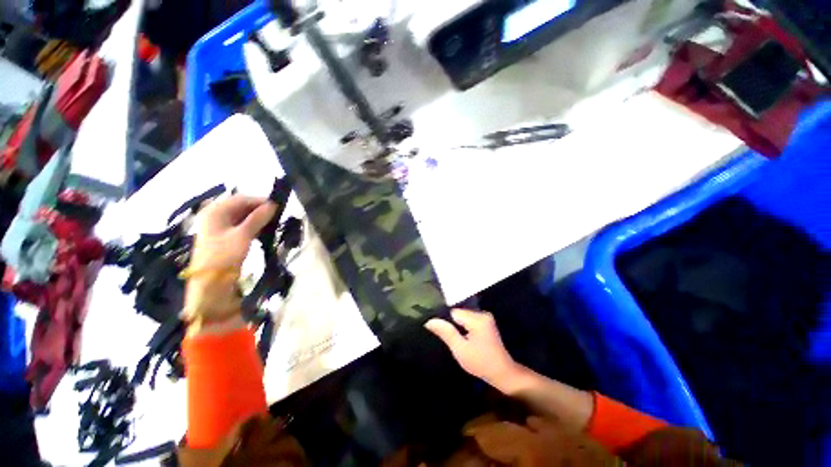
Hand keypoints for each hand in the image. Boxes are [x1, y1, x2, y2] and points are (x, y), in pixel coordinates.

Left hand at [189, 195, 276, 271]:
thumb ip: (257, 219)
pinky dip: (247, 232)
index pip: (241, 199)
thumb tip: (273, 205)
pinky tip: (259, 236)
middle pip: (238, 208)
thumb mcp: (242, 237)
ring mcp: (214, 230)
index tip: (277, 207)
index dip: (259, 202)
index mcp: (215, 210)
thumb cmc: (223, 258)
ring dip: (253, 223)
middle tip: (275, 218)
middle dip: (256, 213)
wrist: (208, 288)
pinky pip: (235, 231)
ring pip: (237, 220)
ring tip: (270, 228)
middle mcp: (213, 216)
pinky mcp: (218, 242)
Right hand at [425, 309, 518, 387]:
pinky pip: (469, 324)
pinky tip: (460, 342)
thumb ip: (446, 332)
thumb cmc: (480, 362)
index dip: (443, 321)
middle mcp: (483, 315)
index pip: (453, 312)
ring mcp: (486, 320)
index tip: (435, 333)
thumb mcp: (459, 349)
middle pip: (458, 315)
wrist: (501, 372)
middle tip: (443, 340)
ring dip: (456, 330)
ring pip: (463, 320)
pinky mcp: (487, 327)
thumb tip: (430, 320)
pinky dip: (463, 332)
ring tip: (450, 341)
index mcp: (478, 318)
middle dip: (450, 326)